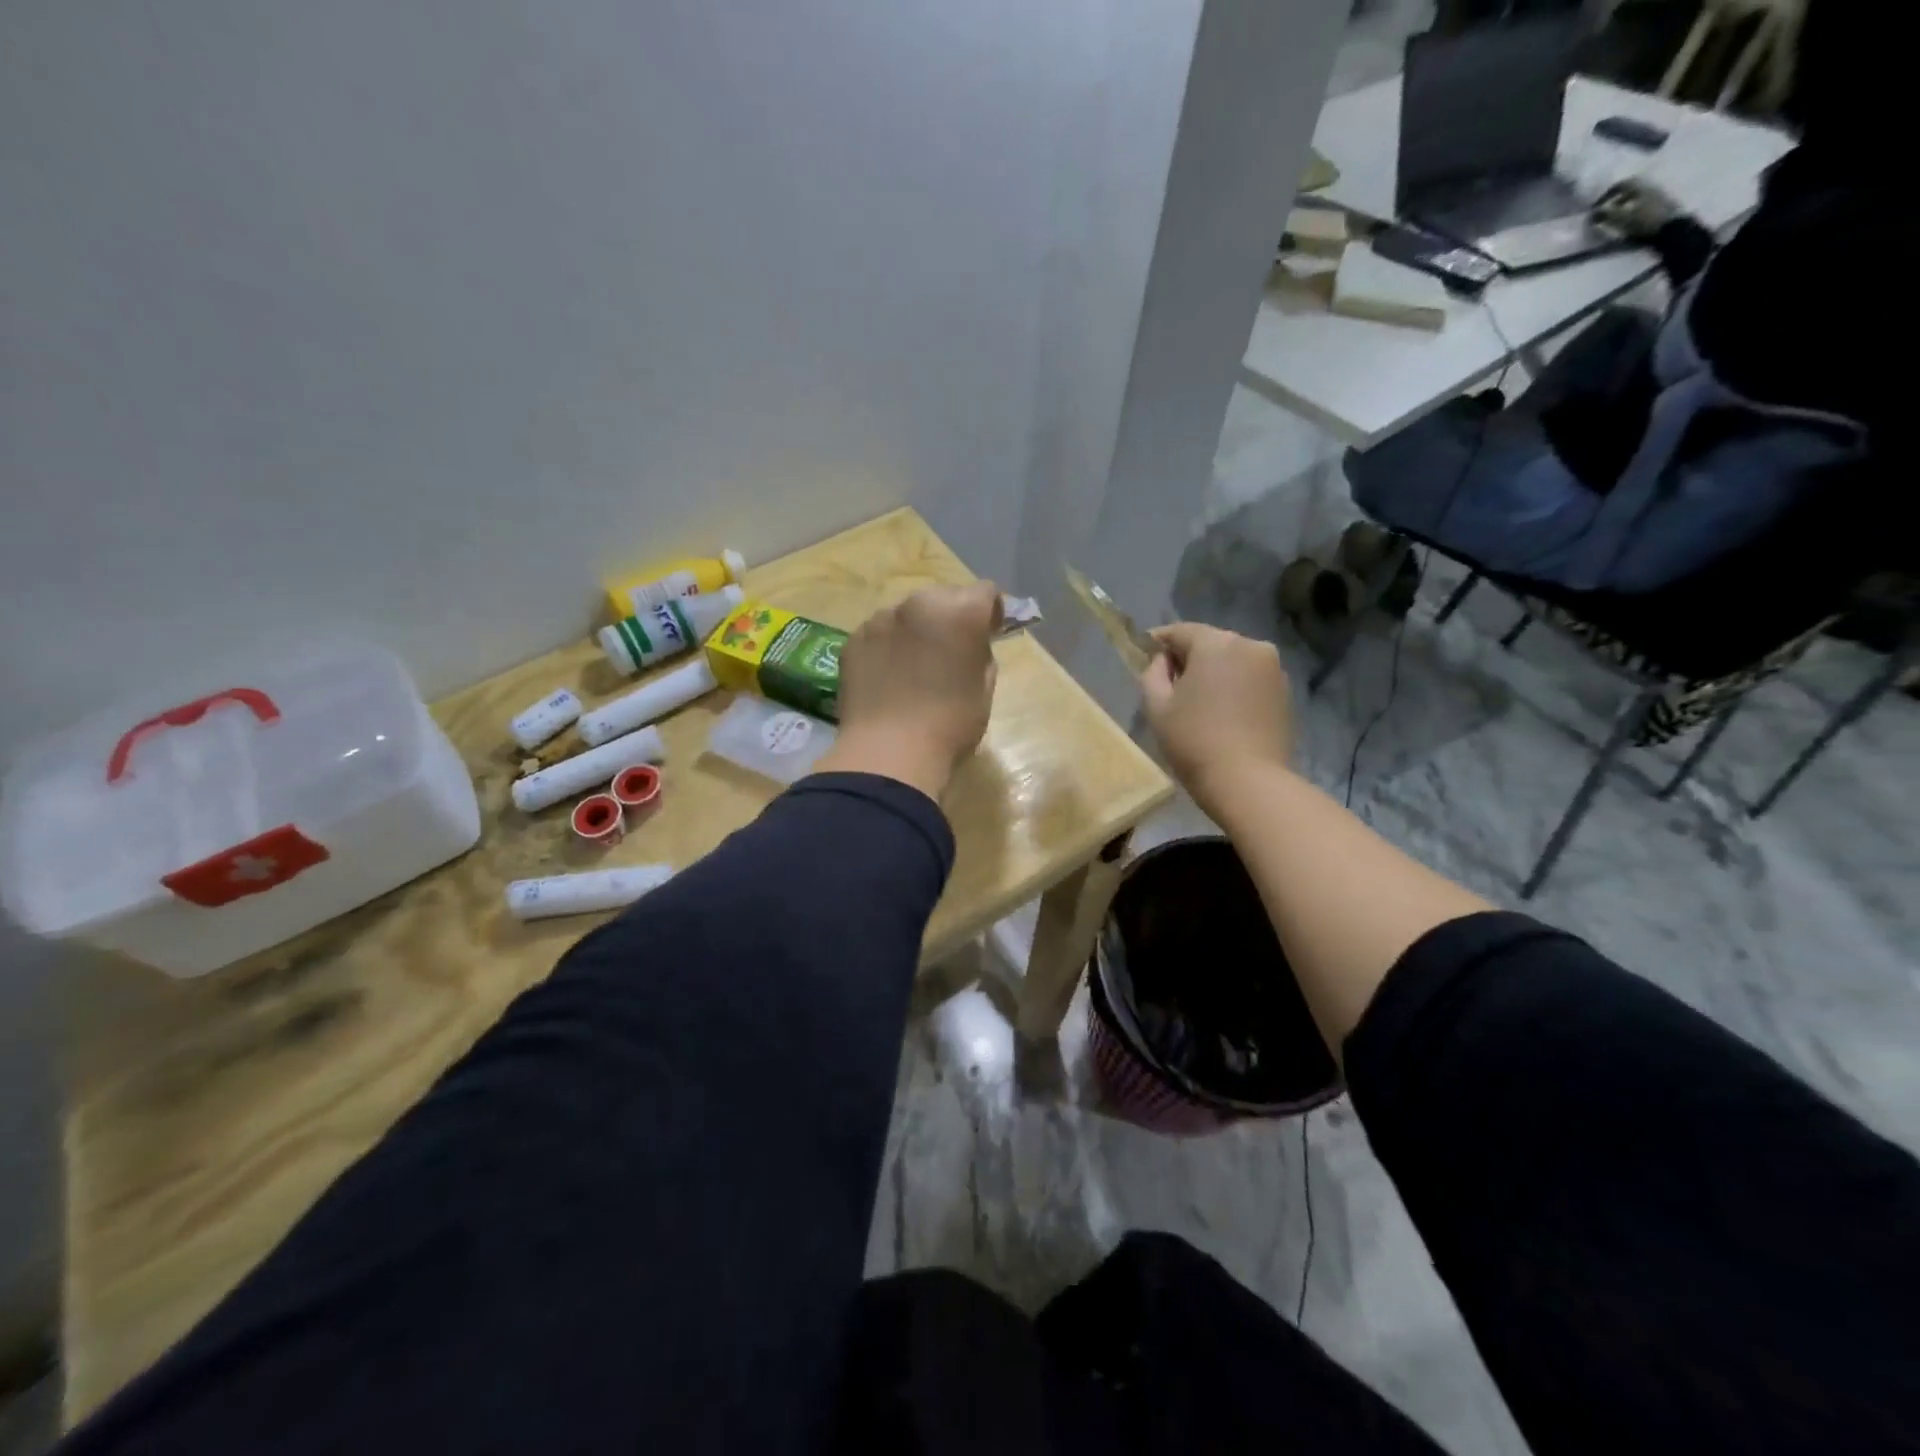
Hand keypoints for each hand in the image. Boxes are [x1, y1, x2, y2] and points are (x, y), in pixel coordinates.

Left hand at [817, 581, 1002, 800]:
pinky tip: (888, 678)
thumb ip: (981, 656)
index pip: (985, 592)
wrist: (887, 753)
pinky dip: (888, 647)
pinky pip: (879, 634)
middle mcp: (918, 604)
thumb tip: (971, 647)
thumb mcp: (983, 691)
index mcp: (959, 612)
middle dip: (951, 617)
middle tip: (951, 652)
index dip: (990, 612)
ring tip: (914, 667)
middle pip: (943, 596)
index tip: (988, 635)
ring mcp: (880, 619)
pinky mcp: (853, 640)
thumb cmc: (949, 725)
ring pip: (907, 614)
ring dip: (916, 630)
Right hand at [1139, 623, 1292, 815]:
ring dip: (1215, 672)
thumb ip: (1153, 673)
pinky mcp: (1285, 691)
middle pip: (1210, 643)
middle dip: (1189, 657)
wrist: (1248, 781)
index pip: (1180, 631)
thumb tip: (1163, 661)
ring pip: (1233, 660)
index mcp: (1216, 643)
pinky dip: (1235, 686)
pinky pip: (1251, 678)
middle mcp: (1250, 645)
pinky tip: (1223, 712)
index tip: (1145, 653)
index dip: (1158, 641)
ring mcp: (1273, 668)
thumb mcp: (1157, 706)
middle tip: (1171, 683)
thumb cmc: (1193, 740)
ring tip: (1199, 700)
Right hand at [1592, 180, 1679, 238]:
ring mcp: (1659, 195)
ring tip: (1617, 219)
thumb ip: (1605, 215)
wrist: (1672, 228)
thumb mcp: (1621, 219)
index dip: (1606, 194)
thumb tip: (1592, 213)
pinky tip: (1630, 221)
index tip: (1596, 206)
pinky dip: (1634, 210)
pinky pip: (1645, 203)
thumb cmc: (1644, 221)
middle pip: (1631, 190)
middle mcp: (1650, 187)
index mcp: (1640, 187)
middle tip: (1606, 212)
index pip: (1621, 184)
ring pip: (1638, 197)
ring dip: (1625, 206)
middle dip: (1616, 200)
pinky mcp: (1663, 205)